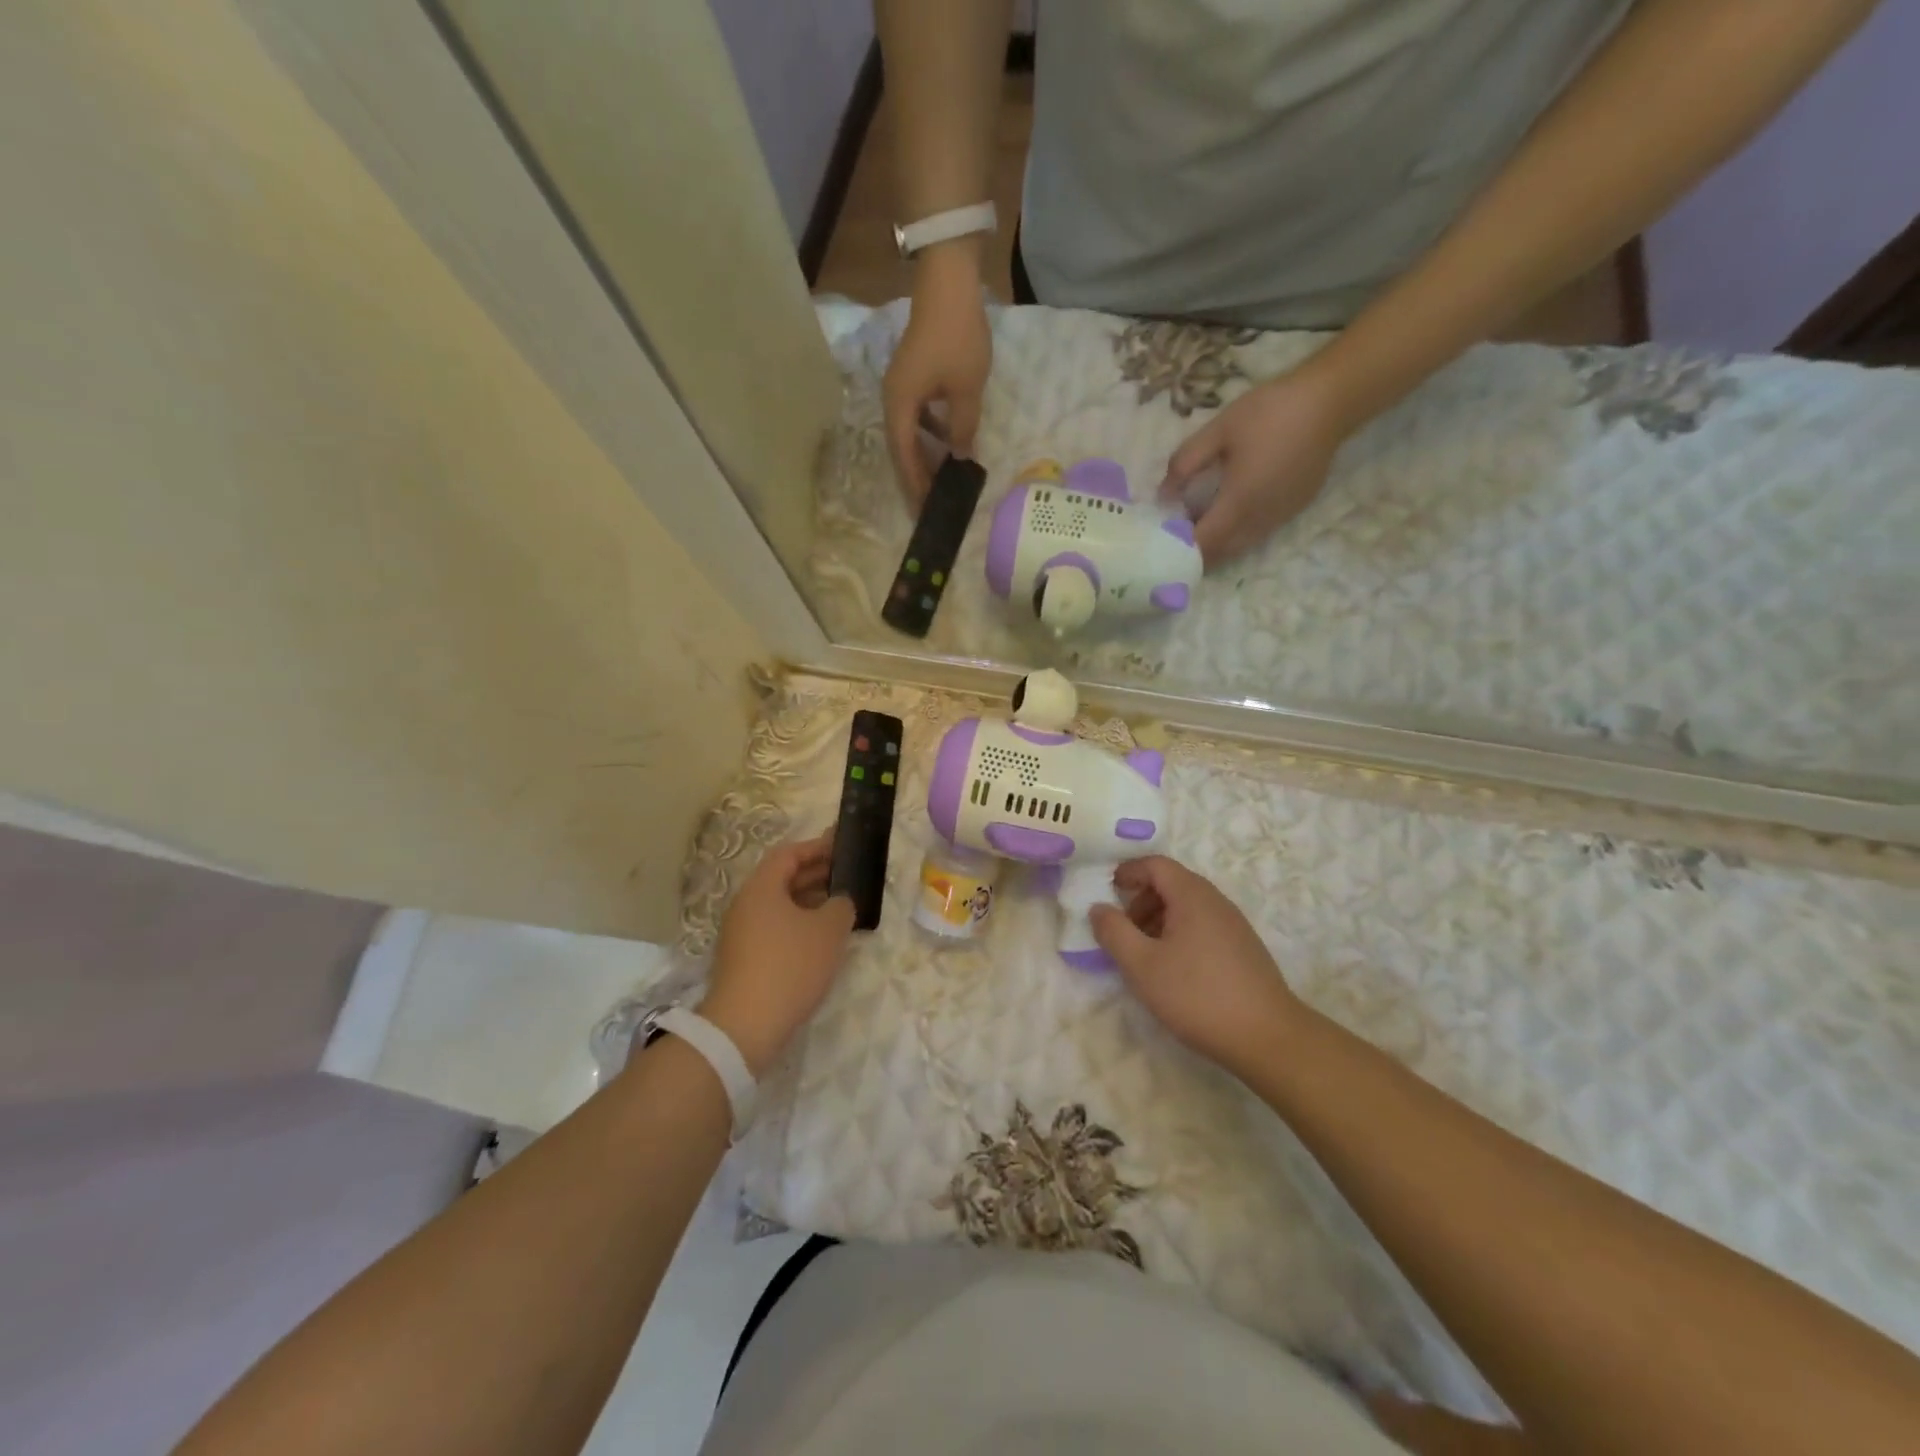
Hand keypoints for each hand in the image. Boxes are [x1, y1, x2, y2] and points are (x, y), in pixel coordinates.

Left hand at [699, 833, 855, 1075]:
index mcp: (761, 888)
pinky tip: (821, 940)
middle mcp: (745, 905)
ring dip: (810, 902)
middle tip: (848, 876)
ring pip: (779, 906)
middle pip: (782, 878)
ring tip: (841, 908)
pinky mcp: (743, 960)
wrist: (745, 1026)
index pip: (789, 854)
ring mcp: (740, 934)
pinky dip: (799, 925)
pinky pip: (775, 929)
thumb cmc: (790, 966)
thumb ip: (842, 905)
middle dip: (816, 874)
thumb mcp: (829, 930)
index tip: (843, 847)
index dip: (817, 847)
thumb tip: (840, 902)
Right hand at [883, 250, 991, 501]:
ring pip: (909, 434)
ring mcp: (900, 388)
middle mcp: (893, 400)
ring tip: (938, 481)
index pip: (905, 457)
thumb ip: (963, 429)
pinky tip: (945, 444)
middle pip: (901, 449)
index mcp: (900, 406)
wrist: (947, 282)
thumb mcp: (966, 390)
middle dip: (916, 477)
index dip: (916, 485)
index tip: (926, 509)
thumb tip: (961, 458)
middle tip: (929, 504)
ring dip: (922, 457)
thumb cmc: (957, 337)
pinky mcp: (911, 378)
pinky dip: (928, 435)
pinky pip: (916, 418)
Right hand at [1089, 856, 1303, 1071]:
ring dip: (1159, 920)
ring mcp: (1234, 925)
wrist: (1268, 1037)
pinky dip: (1180, 934)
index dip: (1128, 872)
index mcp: (1192, 896)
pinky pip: (1203, 926)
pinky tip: (1175, 970)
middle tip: (1124, 932)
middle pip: (1172, 883)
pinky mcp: (1244, 948)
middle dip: (1141, 900)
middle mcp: (1215, 901)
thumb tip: (1098, 908)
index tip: (1108, 892)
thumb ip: (1114, 932)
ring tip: (1146, 955)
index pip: (1156, 864)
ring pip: (1188, 907)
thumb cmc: (1197, 995)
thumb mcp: (1142, 965)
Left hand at [1160, 363, 1350, 565]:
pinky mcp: (1294, 510)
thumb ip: (1185, 463)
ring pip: (1240, 546)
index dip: (1180, 549)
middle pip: (1221, 552)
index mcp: (1239, 502)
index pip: (1203, 543)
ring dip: (1217, 545)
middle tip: (1172, 539)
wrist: (1330, 401)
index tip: (1160, 543)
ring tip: (1195, 528)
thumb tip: (1164, 494)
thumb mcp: (1218, 430)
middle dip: (1195, 552)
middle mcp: (1260, 519)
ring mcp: (1280, 517)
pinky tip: (1226, 515)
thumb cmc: (1270, 412)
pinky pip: (1258, 534)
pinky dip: (1237, 534)